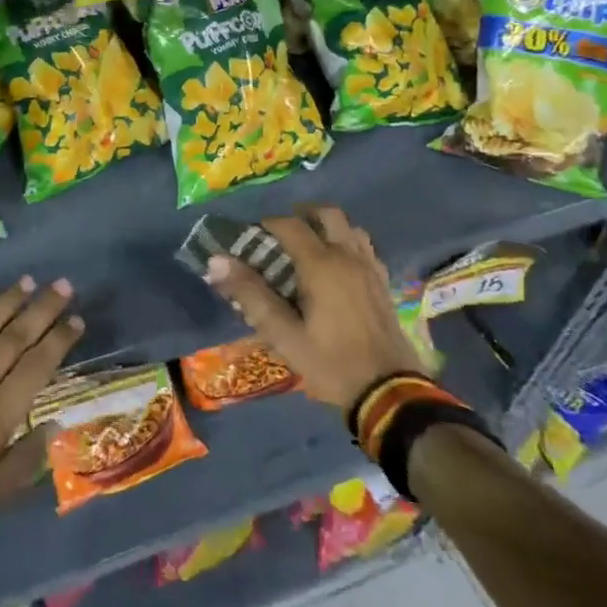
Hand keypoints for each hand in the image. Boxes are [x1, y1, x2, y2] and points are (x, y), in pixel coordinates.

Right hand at [205, 206, 424, 409]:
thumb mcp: (283, 335)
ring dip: (327, 228)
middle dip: (301, 215)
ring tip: (308, 248)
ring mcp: (370, 268)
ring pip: (350, 227)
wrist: (389, 393)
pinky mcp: (383, 283)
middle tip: (281, 235)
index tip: (252, 238)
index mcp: (321, 265)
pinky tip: (336, 268)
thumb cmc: (330, 363)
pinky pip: (364, 247)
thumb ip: (250, 294)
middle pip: (327, 214)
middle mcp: (348, 256)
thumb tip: (217, 261)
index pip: (290, 225)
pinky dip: (347, 244)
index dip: (267, 224)